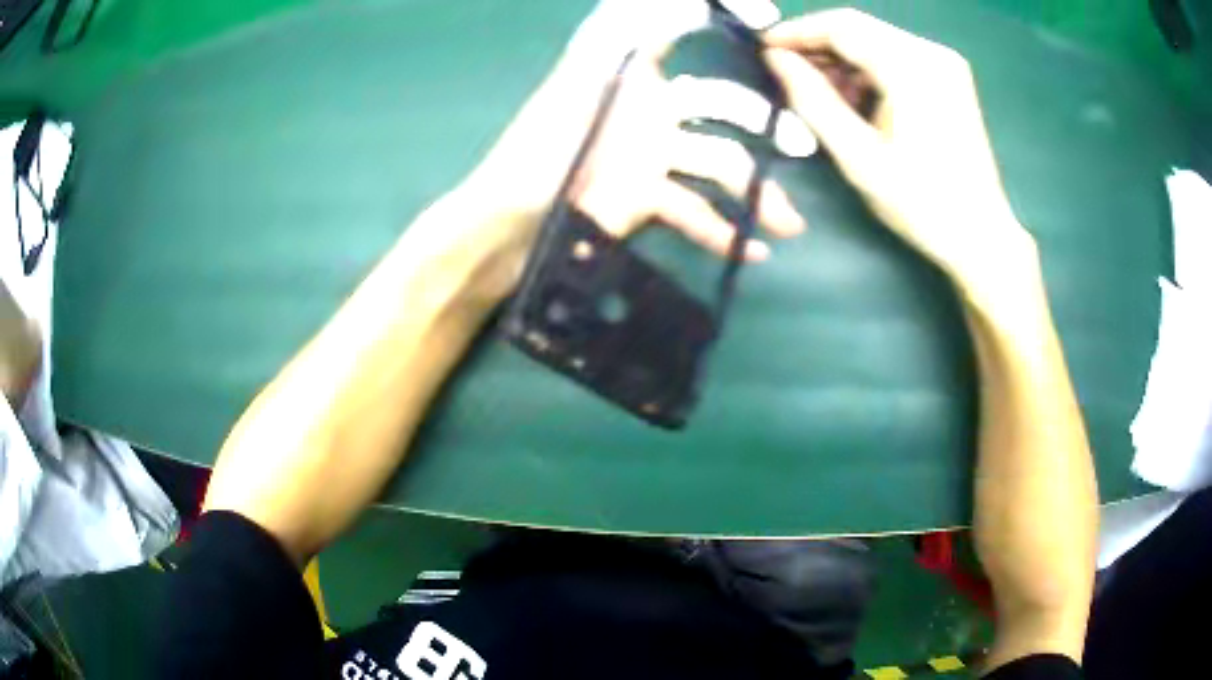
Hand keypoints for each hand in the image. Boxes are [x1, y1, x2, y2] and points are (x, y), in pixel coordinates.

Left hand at [445, 0, 812, 301]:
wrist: (507, 227)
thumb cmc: (537, 149)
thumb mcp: (582, 76)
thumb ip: (629, 30)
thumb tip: (687, 0)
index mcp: (630, 68)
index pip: (680, 26)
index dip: (721, 13)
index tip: (766, 15)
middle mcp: (648, 106)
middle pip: (721, 106)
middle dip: (765, 122)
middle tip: (802, 144)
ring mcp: (650, 155)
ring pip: (719, 165)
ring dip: (756, 194)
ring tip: (790, 223)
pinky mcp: (645, 199)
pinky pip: (694, 211)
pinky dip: (721, 230)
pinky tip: (752, 250)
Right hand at [760, 9, 1036, 286]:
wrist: (981, 236)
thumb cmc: (922, 204)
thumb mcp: (859, 157)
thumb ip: (812, 100)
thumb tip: (776, 60)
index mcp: (912, 69)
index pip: (841, 27)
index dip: (797, 32)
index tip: (764, 49)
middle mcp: (931, 53)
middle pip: (859, 28)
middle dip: (818, 46)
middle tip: (786, 74)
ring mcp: (944, 64)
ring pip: (875, 40)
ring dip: (842, 59)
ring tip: (820, 94)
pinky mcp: (949, 77)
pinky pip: (895, 56)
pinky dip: (868, 70)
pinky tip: (855, 98)